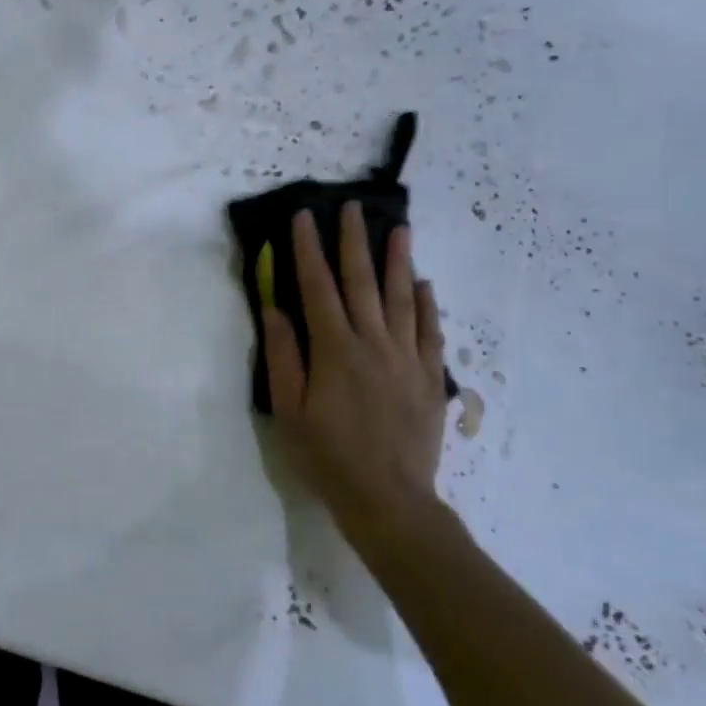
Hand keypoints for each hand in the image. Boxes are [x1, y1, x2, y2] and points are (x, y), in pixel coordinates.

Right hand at [262, 204, 448, 542]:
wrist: (389, 498)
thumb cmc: (327, 455)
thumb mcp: (289, 409)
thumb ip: (283, 356)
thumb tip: (274, 309)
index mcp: (334, 349)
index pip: (317, 287)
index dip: (308, 249)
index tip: (304, 217)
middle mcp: (373, 343)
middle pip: (362, 282)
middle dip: (354, 241)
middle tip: (353, 207)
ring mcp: (407, 358)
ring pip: (402, 298)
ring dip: (398, 260)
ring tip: (399, 228)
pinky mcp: (429, 377)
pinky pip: (430, 331)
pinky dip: (427, 304)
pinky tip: (424, 284)